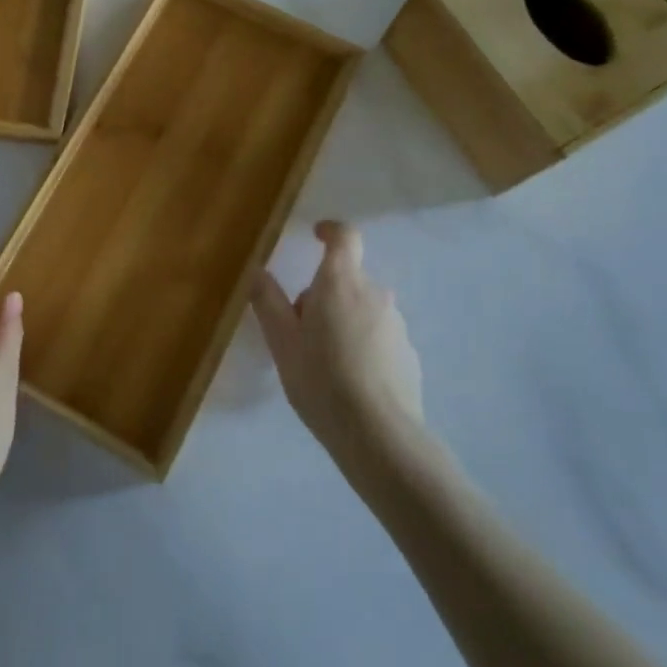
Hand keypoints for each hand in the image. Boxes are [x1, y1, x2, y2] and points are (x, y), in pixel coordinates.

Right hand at [250, 222, 422, 456]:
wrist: (379, 435)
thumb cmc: (321, 380)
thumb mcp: (282, 341)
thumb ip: (268, 301)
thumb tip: (257, 270)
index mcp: (340, 282)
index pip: (345, 237)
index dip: (331, 231)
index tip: (317, 235)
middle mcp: (374, 293)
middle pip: (346, 279)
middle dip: (323, 295)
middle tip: (301, 332)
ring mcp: (396, 323)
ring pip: (362, 308)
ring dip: (344, 321)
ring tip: (325, 364)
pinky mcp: (409, 353)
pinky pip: (378, 336)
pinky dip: (363, 346)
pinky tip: (350, 382)